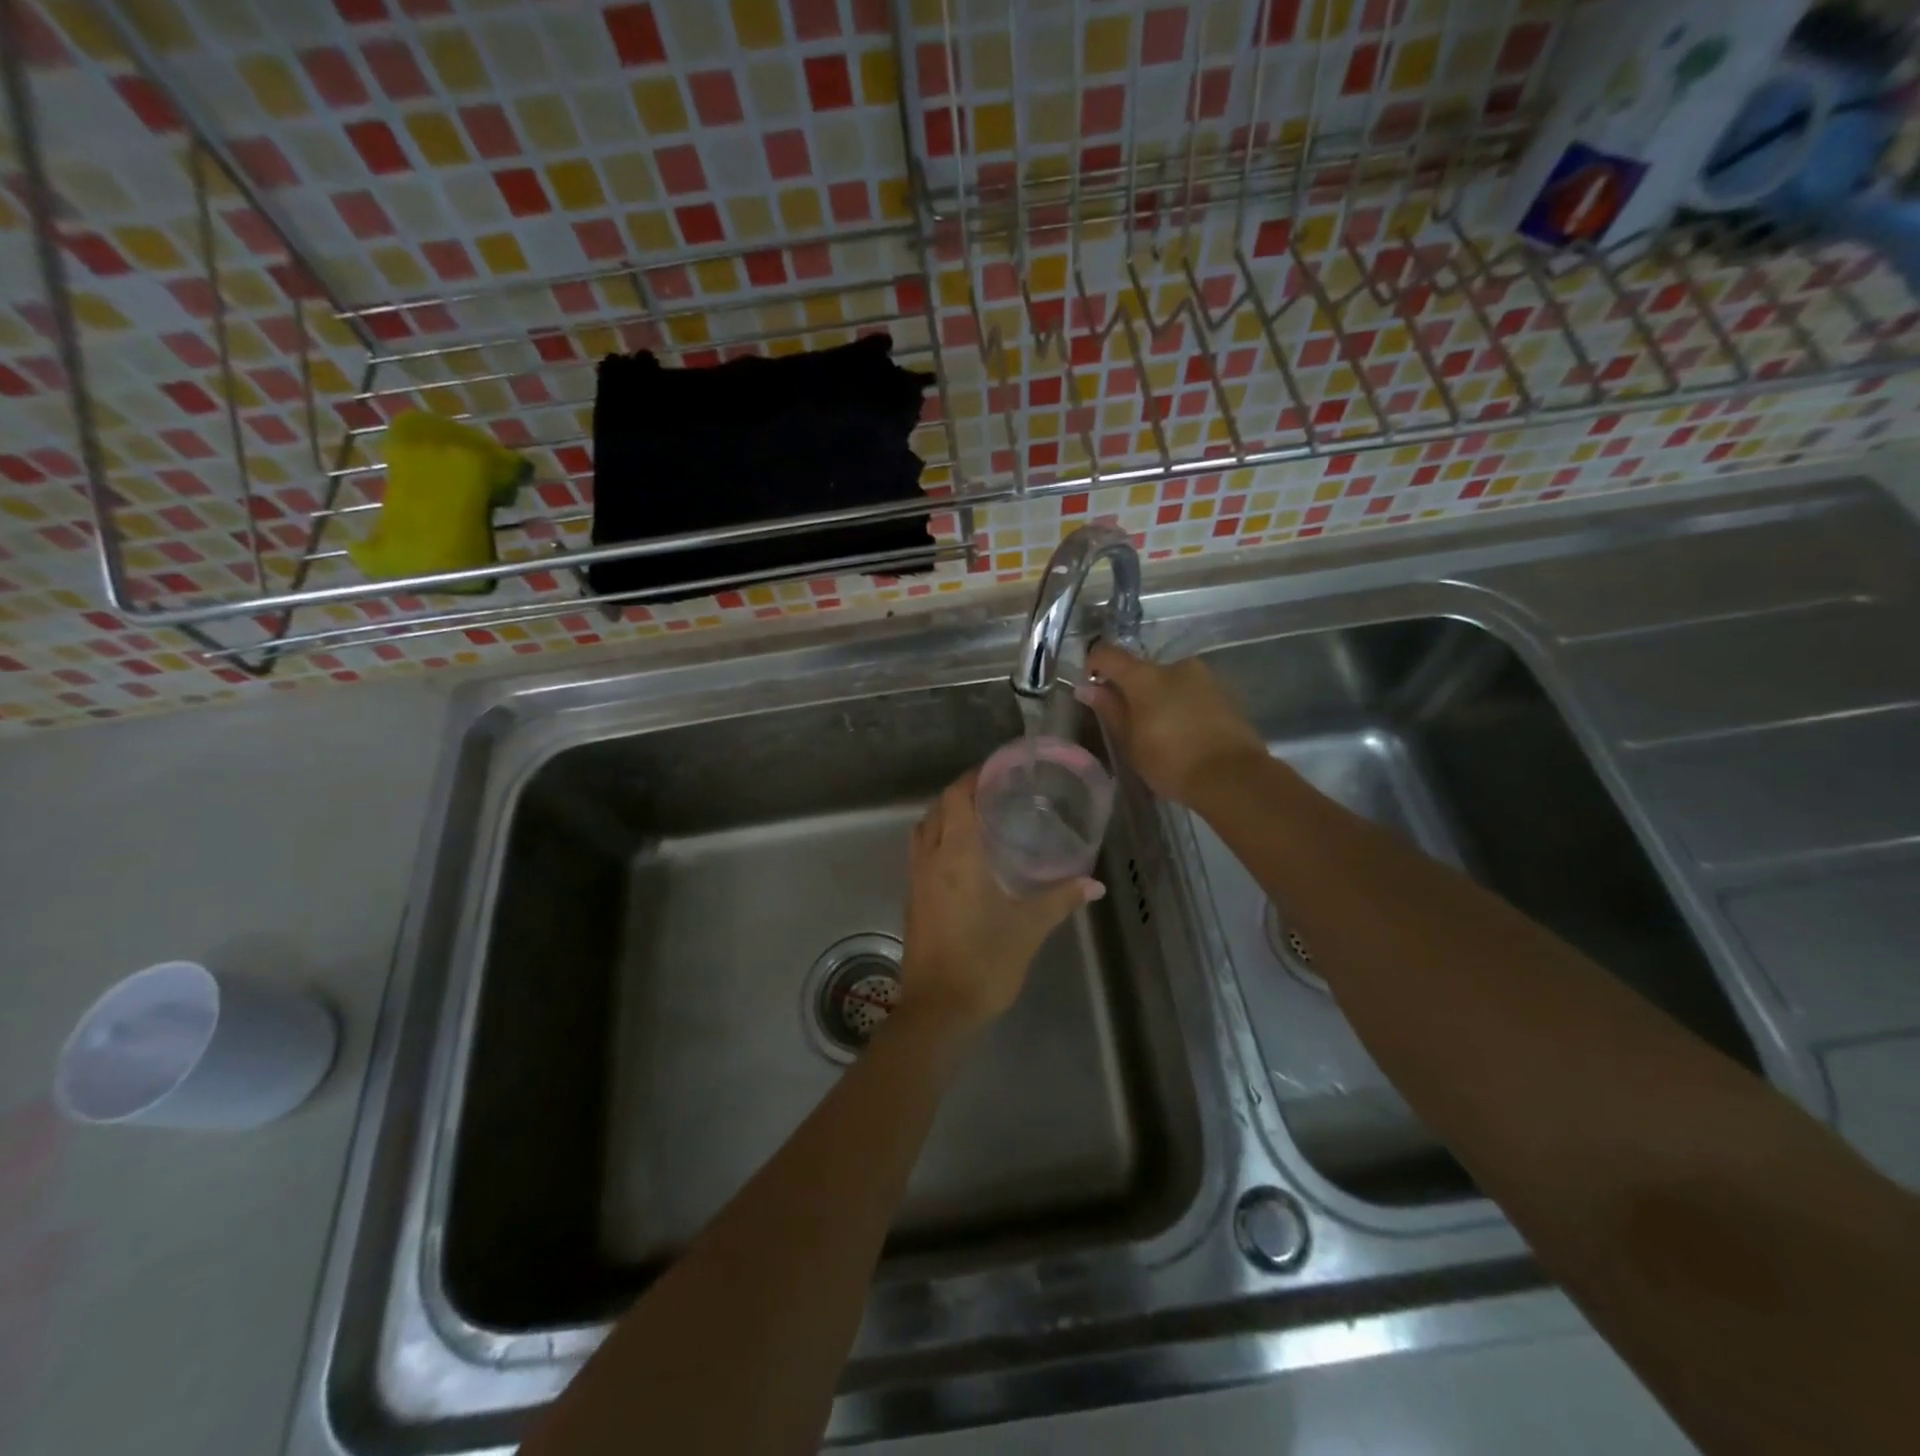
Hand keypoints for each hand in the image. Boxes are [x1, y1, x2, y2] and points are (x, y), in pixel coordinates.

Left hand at [899, 770, 1103, 1033]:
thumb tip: (1094, 884)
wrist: (938, 1009)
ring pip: (923, 831)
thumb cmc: (984, 962)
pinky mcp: (912, 900)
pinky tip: (963, 858)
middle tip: (994, 794)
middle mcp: (930, 860)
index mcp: (956, 856)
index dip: (973, 778)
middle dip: (960, 794)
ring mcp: (916, 880)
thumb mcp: (1029, 928)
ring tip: (978, 820)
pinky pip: (921, 854)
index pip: (956, 798)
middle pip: (937, 810)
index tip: (997, 771)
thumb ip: (1060, 900)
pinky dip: (938, 841)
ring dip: (944, 817)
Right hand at [1081, 642, 1267, 805]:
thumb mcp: (1130, 743)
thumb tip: (1089, 689)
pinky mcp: (1225, 693)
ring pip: (1169, 681)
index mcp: (1145, 676)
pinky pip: (1191, 693)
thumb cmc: (1171, 762)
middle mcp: (1176, 666)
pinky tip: (1185, 735)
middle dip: (1131, 690)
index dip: (1094, 664)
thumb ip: (1110, 710)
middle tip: (1130, 723)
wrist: (1233, 777)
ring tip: (1161, 733)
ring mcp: (1204, 677)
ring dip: (1159, 698)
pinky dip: (1182, 706)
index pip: (1108, 653)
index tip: (1091, 686)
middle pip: (1142, 669)